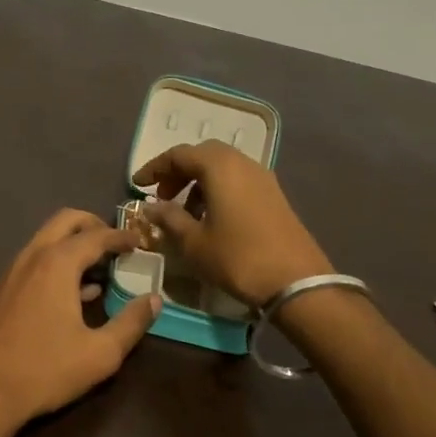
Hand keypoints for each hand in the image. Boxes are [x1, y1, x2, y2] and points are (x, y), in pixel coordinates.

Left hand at [0, 209, 162, 435]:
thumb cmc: (45, 369)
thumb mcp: (100, 353)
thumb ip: (132, 323)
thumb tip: (155, 299)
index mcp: (58, 263)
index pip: (97, 235)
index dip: (121, 236)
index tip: (140, 241)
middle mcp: (33, 256)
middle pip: (66, 221)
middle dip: (94, 225)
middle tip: (117, 244)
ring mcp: (13, 271)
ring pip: (47, 239)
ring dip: (74, 243)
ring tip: (100, 269)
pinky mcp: (3, 289)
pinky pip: (36, 260)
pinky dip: (58, 261)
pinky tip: (74, 293)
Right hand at [132, 141, 332, 307]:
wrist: (297, 282)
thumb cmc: (238, 258)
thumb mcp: (194, 242)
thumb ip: (169, 219)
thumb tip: (151, 207)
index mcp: (219, 166)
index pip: (178, 154)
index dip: (154, 168)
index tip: (138, 186)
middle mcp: (242, 162)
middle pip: (203, 155)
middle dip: (178, 172)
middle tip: (162, 196)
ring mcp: (262, 178)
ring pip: (222, 167)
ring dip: (198, 182)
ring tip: (184, 212)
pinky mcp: (274, 195)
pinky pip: (238, 180)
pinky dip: (218, 190)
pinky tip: (211, 218)